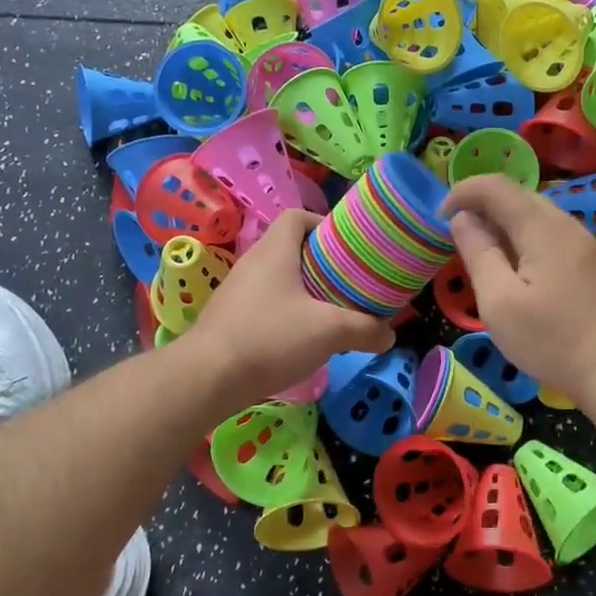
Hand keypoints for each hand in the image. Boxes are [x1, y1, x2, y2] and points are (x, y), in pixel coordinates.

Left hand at [183, 210, 393, 407]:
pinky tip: (302, 339)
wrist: (206, 378)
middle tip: (348, 282)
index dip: (323, 223)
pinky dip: (286, 313)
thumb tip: (389, 334)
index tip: (347, 246)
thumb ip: (365, 329)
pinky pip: (265, 304)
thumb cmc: (270, 338)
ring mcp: (237, 292)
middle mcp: (253, 263)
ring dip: (305, 290)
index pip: (297, 217)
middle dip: (322, 263)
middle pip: (291, 248)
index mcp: (275, 251)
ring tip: (331, 312)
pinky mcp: (230, 319)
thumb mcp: (329, 331)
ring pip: (278, 279)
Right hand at [438, 174, 595, 405]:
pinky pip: (552, 235)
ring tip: (485, 257)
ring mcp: (585, 243)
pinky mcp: (594, 263)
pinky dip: (525, 240)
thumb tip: (462, 219)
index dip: (463, 192)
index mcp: (541, 227)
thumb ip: (479, 253)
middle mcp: (566, 224)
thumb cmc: (553, 340)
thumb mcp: (500, 302)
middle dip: (482, 207)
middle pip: (519, 196)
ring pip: (537, 216)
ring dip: (504, 225)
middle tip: (458, 239)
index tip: (439, 218)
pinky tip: (519, 272)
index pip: (496, 186)